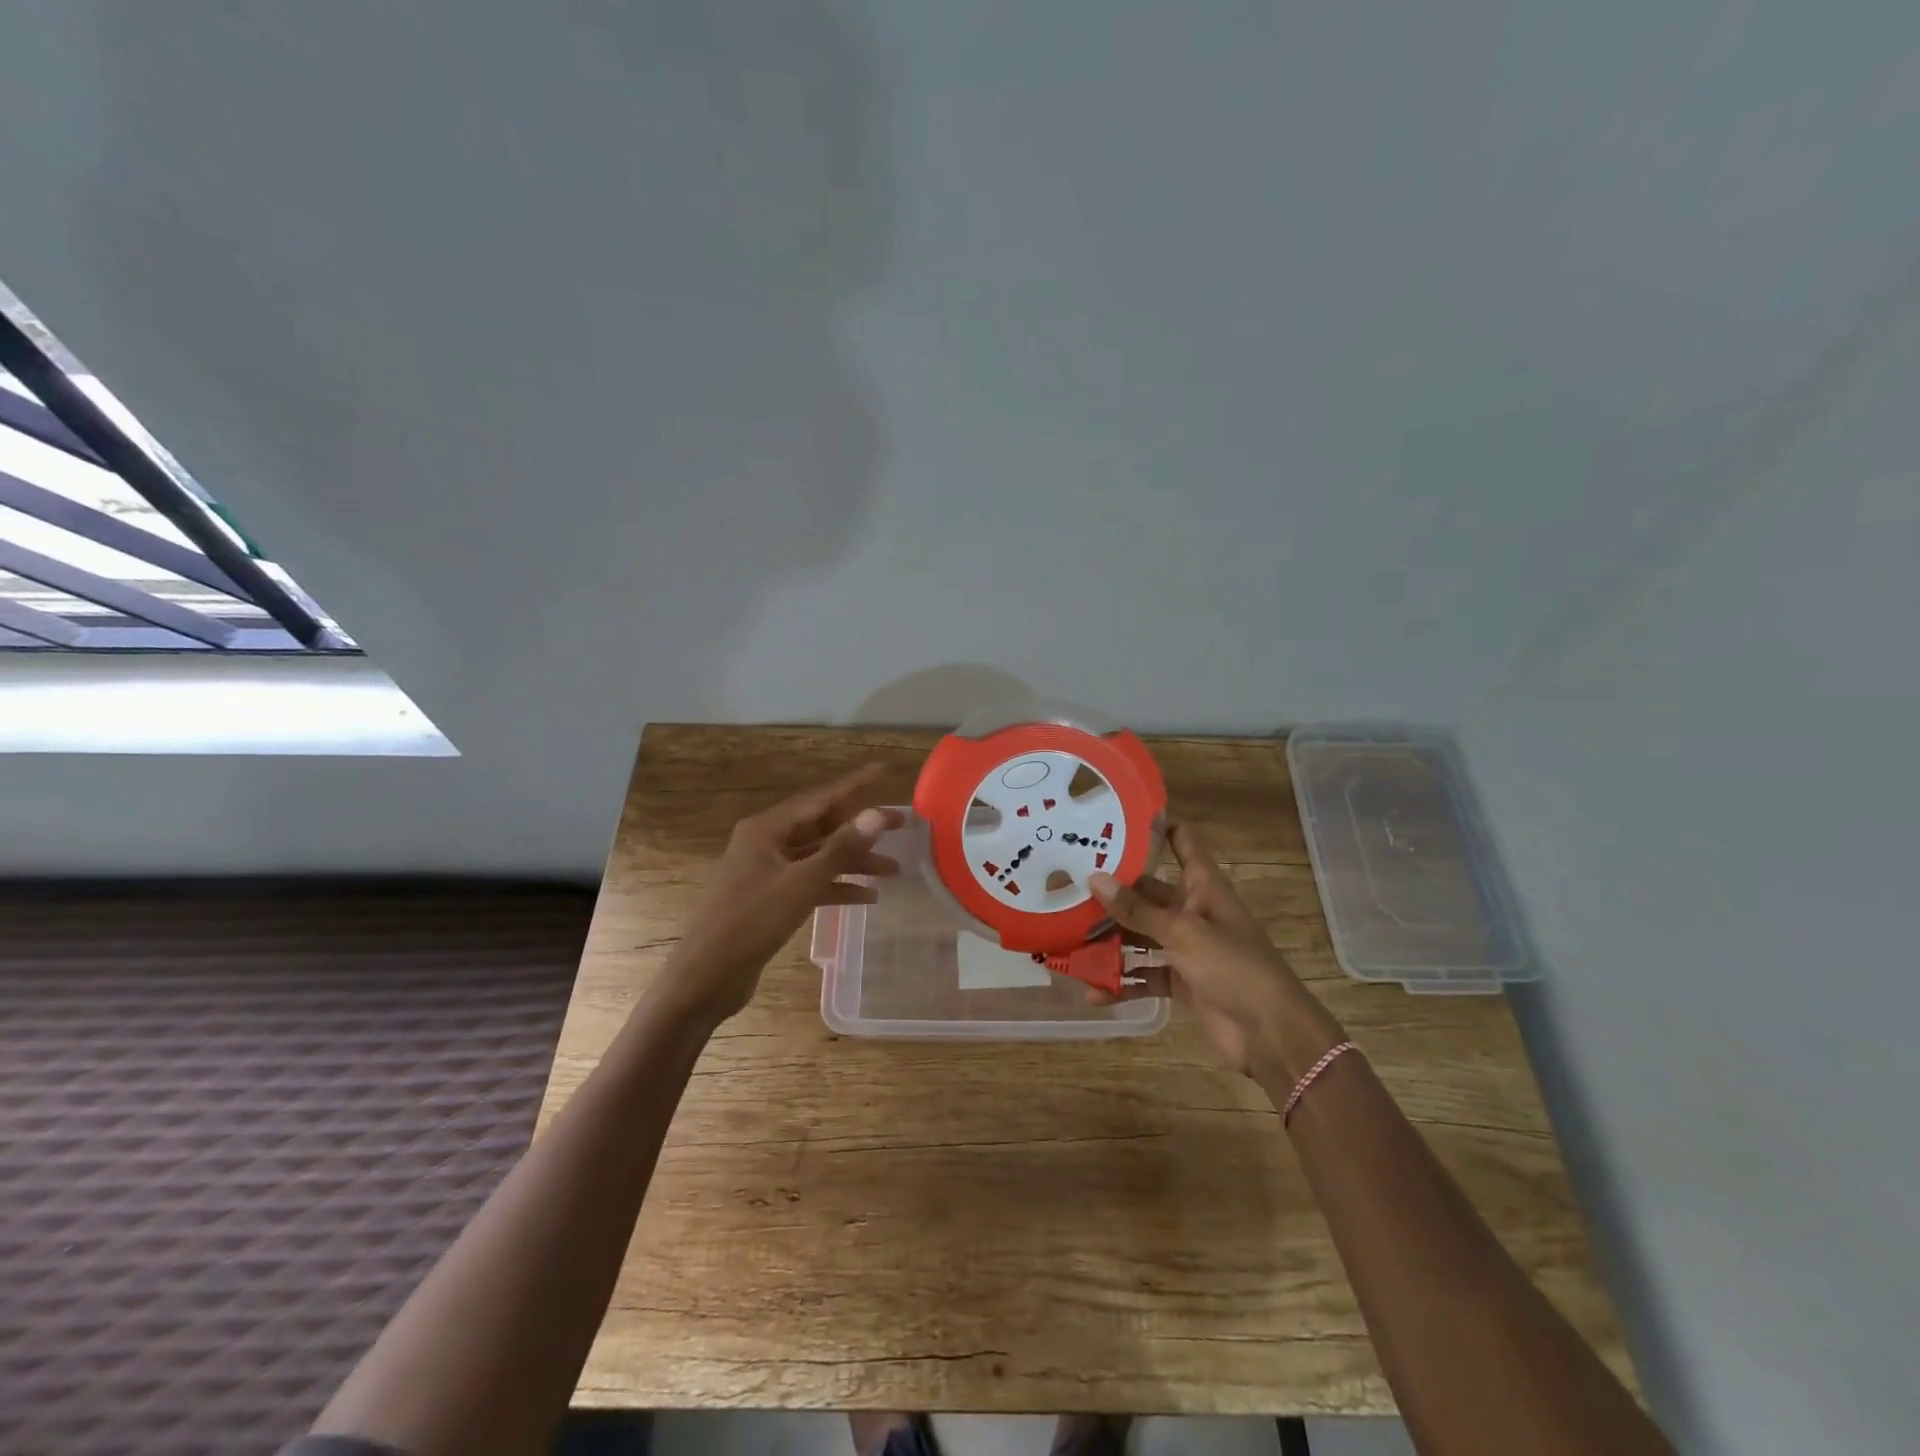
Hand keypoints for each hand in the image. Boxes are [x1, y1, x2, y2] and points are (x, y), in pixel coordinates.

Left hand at [660, 764, 904, 1026]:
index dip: (855, 785)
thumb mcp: (802, 883)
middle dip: (861, 828)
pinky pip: (810, 882)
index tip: (884, 771)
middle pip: (822, 826)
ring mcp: (767, 870)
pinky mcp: (770, 897)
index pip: (820, 798)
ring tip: (893, 869)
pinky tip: (867, 897)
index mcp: (767, 828)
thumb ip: (842, 848)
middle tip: (902, 825)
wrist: (706, 976)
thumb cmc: (751, 922)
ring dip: (853, 862)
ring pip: (819, 856)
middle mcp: (766, 842)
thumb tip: (877, 813)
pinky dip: (836, 886)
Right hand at [1088, 824, 1343, 1082]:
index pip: (1181, 841)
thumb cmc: (1234, 968)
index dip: (1155, 825)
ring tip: (1068, 938)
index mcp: (1203, 886)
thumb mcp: (1183, 933)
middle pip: (1147, 892)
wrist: (1272, 1034)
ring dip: (1110, 939)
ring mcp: (1186, 947)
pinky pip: (1144, 974)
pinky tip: (1093, 991)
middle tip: (1066, 884)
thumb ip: (1137, 909)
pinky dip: (1123, 983)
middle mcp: (1192, 910)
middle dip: (1111, 891)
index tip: (1114, 816)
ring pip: (1140, 933)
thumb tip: (1094, 878)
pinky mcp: (1181, 980)